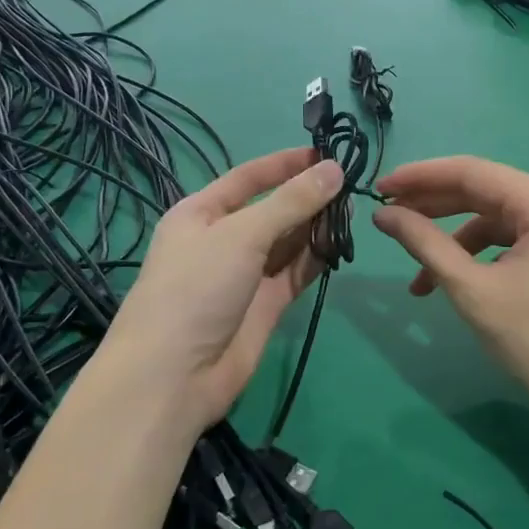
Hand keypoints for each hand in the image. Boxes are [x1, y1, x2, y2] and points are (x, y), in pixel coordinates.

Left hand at [102, 148, 343, 429]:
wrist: (174, 376)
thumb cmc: (196, 288)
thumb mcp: (242, 235)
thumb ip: (291, 202)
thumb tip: (334, 169)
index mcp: (202, 213)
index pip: (249, 177)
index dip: (286, 164)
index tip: (326, 153)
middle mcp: (224, 239)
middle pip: (273, 209)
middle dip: (308, 197)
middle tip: (352, 186)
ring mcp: (245, 274)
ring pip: (288, 241)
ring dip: (317, 227)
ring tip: (354, 212)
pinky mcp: (266, 305)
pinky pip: (296, 272)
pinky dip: (317, 258)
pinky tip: (341, 245)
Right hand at [372, 156, 528, 424]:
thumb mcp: (472, 289)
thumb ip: (425, 243)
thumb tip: (382, 215)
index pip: (473, 172)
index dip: (421, 177)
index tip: (380, 188)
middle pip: (488, 191)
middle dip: (435, 207)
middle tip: (388, 217)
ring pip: (500, 217)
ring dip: (456, 240)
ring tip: (419, 275)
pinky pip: (519, 237)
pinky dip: (484, 254)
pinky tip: (458, 279)